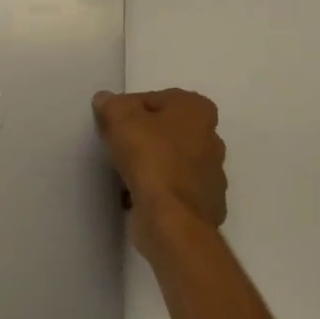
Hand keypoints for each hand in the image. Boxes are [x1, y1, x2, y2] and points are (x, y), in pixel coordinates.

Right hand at [93, 88, 227, 259]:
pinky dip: (158, 191)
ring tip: (124, 173)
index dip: (130, 109)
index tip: (113, 124)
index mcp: (198, 110)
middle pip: (167, 130)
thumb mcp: (119, 116)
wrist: (171, 219)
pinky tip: (136, 196)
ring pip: (172, 161)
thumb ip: (111, 104)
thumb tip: (106, 102)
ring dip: (151, 165)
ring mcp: (213, 176)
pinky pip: (175, 190)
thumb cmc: (150, 156)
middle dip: (144, 136)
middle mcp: (212, 139)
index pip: (155, 99)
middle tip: (118, 146)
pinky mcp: (206, 207)